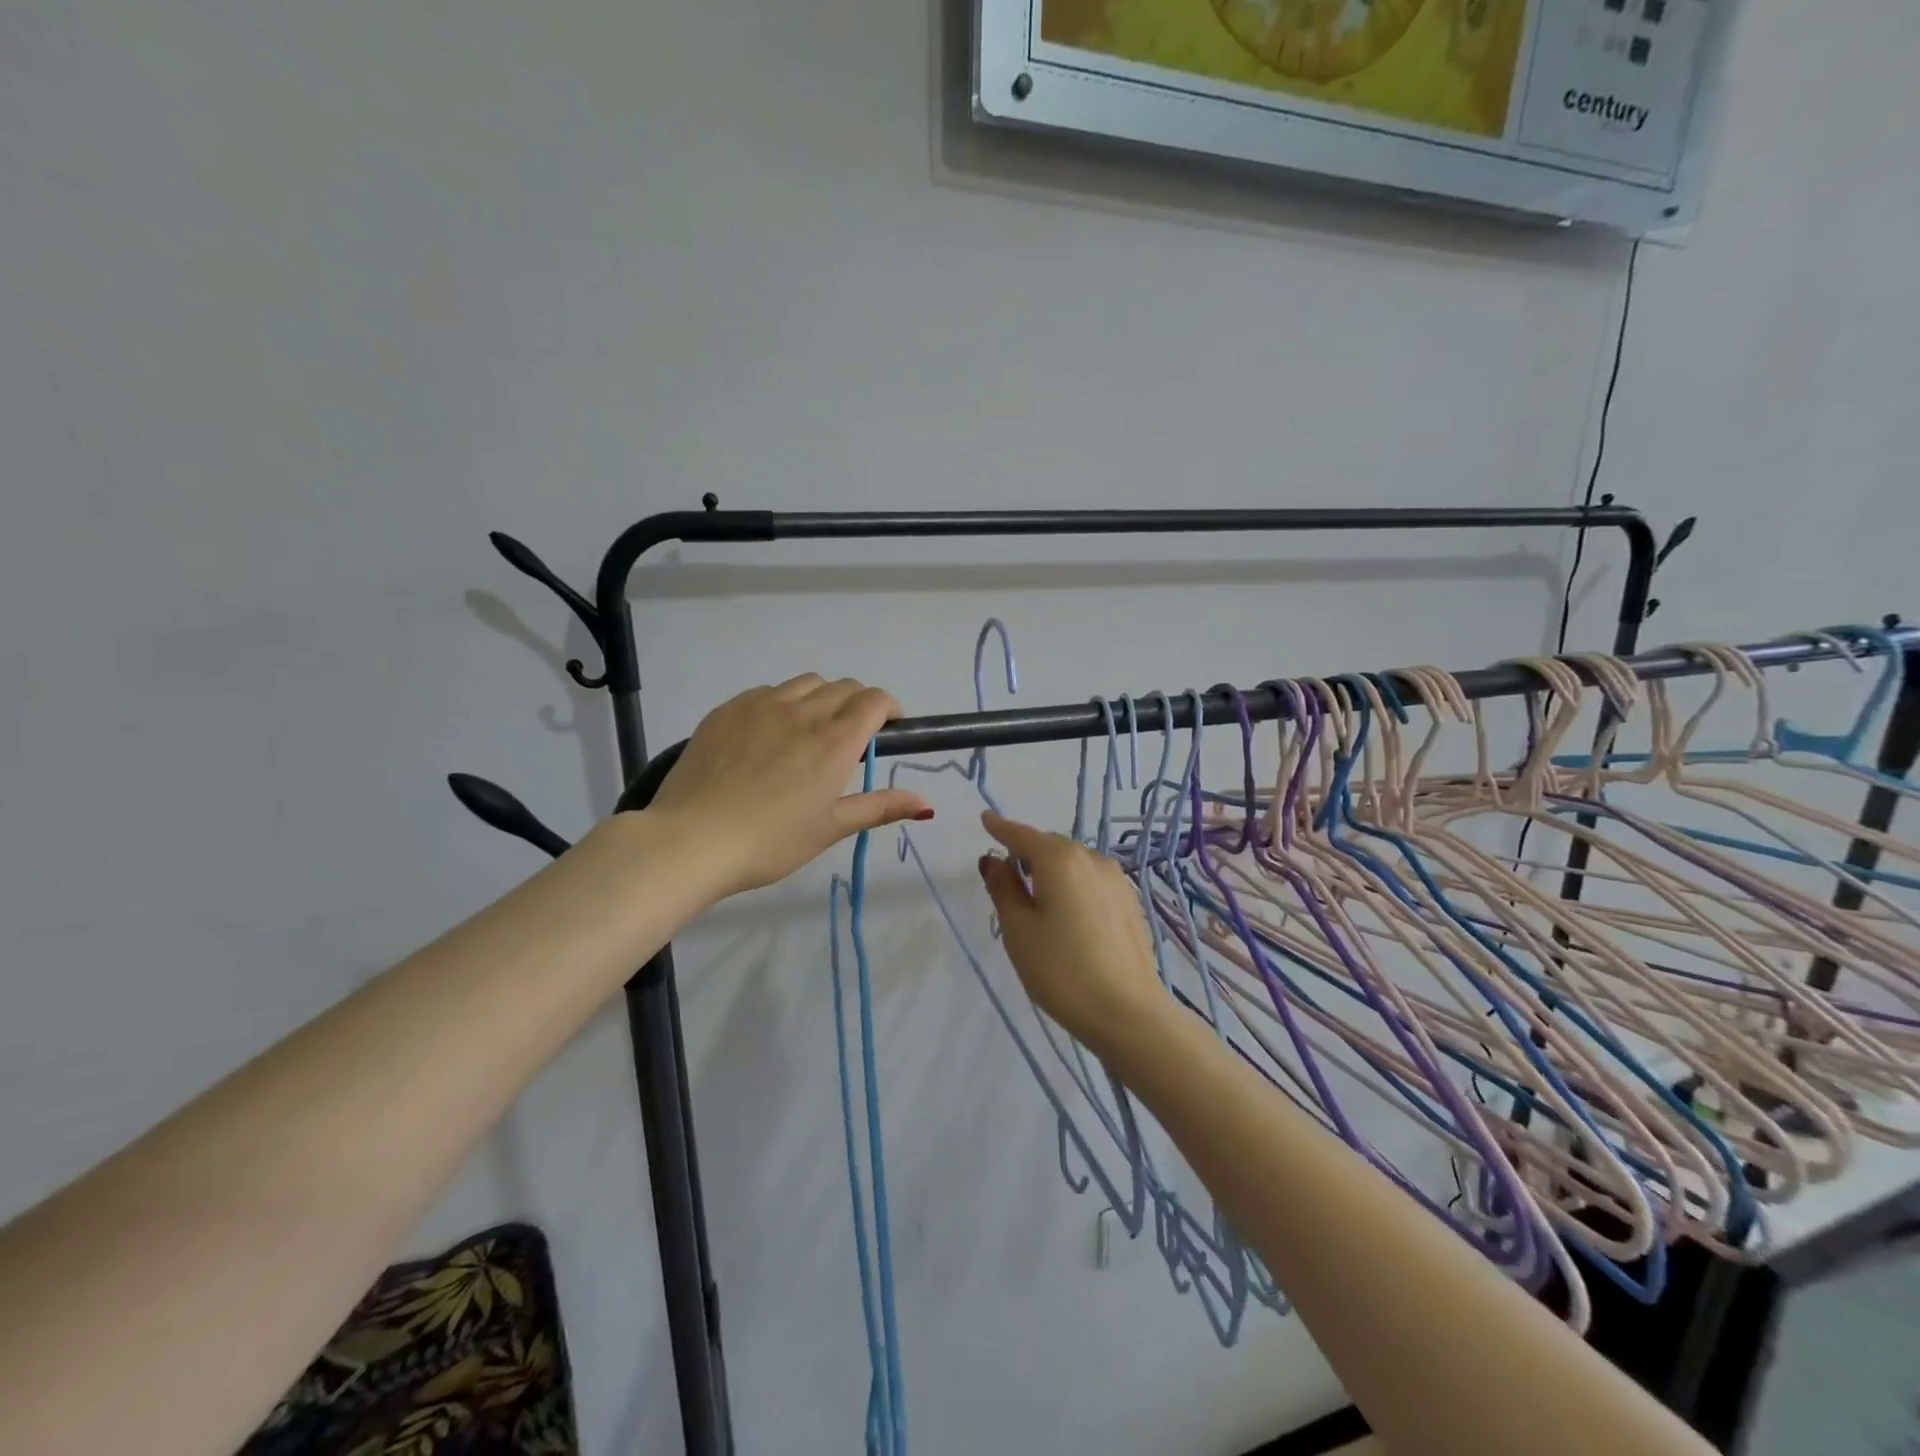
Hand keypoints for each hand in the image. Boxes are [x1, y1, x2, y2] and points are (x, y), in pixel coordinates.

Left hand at [647, 675, 932, 898]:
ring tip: (812, 729)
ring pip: (805, 683)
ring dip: (821, 698)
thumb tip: (926, 803)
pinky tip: (770, 733)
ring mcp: (761, 705)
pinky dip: (783, 702)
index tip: (889, 728)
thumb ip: (879, 807)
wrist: (691, 840)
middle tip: (852, 736)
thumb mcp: (830, 828)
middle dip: (858, 703)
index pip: (874, 700)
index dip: (889, 708)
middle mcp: (803, 712)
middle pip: (843, 687)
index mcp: (834, 741)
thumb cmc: (770, 841)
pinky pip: (767, 692)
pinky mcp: (728, 709)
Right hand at [976, 811, 1169, 1053]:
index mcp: (1059, 860)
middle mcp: (1090, 858)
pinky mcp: (1129, 902)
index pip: (1022, 836)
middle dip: (1026, 854)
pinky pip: (1090, 881)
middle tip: (1006, 877)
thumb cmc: (1062, 971)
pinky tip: (1067, 915)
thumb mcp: (1018, 930)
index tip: (986, 820)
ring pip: (1073, 863)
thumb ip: (1003, 889)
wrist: (1128, 1013)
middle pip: (1049, 846)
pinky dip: (1072, 885)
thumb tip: (994, 860)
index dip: (1001, 828)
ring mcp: (1115, 880)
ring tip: (1035, 900)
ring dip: (1050, 871)